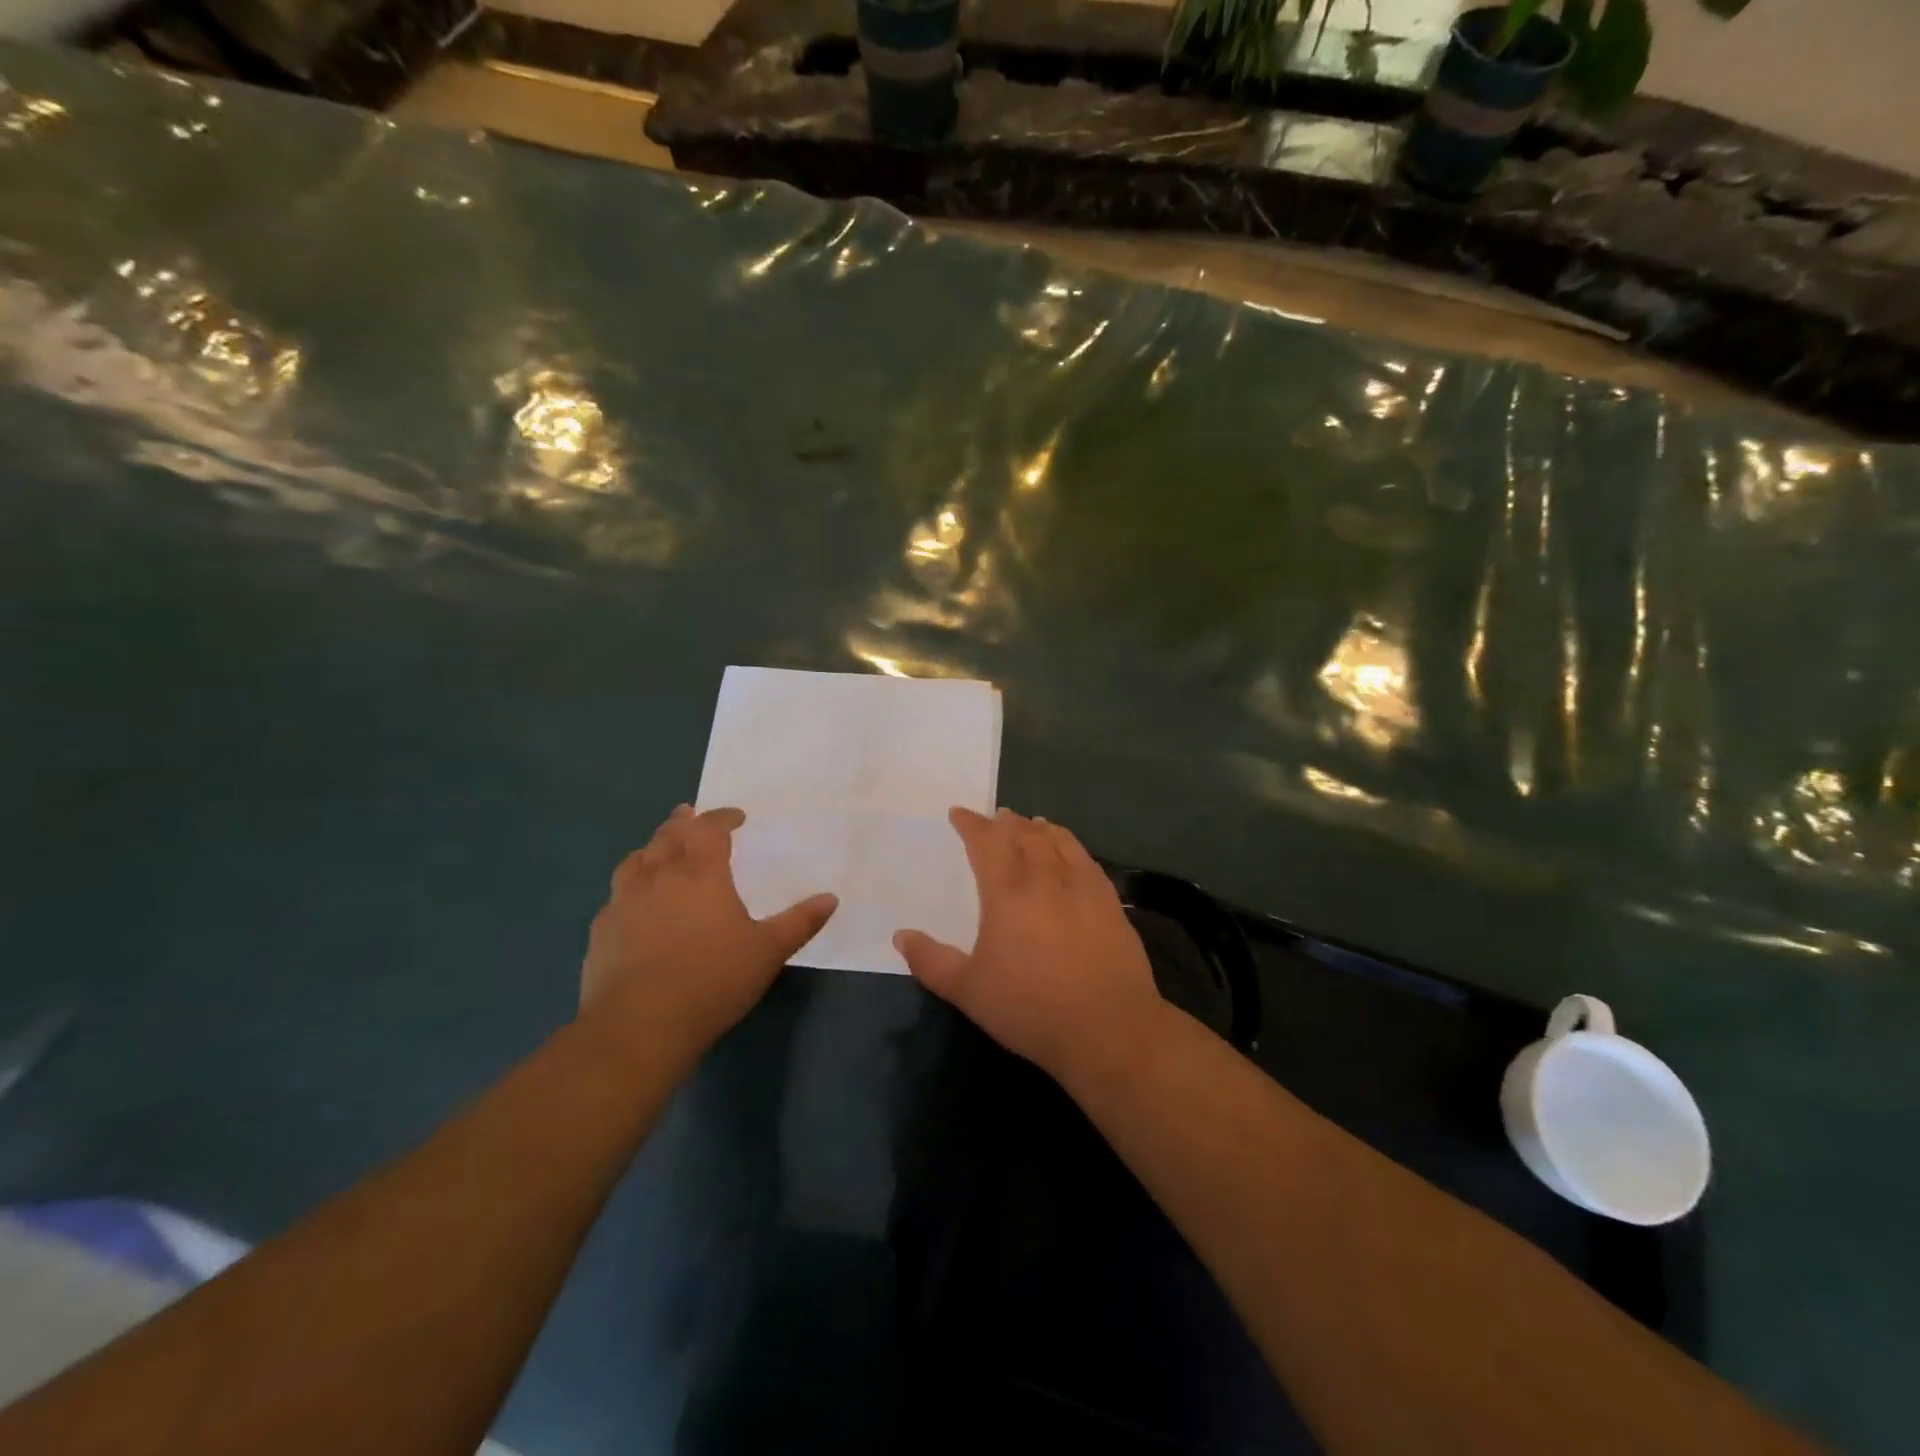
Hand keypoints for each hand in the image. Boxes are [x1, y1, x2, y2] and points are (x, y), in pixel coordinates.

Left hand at [581, 805, 836, 1050]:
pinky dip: (631, 886)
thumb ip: (800, 922)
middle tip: (691, 817)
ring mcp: (624, 902)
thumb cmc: (713, 980)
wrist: (639, 1025)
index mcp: (700, 873)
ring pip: (636, 860)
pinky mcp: (602, 931)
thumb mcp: (768, 952)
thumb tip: (830, 898)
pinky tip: (636, 903)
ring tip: (661, 850)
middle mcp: (659, 876)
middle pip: (668, 835)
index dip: (723, 817)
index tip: (736, 817)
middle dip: (684, 822)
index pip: (709, 829)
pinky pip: (617, 895)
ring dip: (652, 848)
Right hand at [894, 807, 1164, 1084]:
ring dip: (1037, 828)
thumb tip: (900, 936)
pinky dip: (1069, 844)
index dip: (971, 824)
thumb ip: (931, 961)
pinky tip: (1067, 852)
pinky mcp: (1109, 901)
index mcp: (1007, 892)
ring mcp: (1082, 886)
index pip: (987, 841)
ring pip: (1057, 840)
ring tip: (1029, 824)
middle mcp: (1045, 877)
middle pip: (1023, 834)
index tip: (958, 814)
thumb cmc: (1030, 1008)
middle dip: (1004, 822)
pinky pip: (1085, 857)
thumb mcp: (968, 991)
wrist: (1107, 1028)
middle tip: (994, 819)